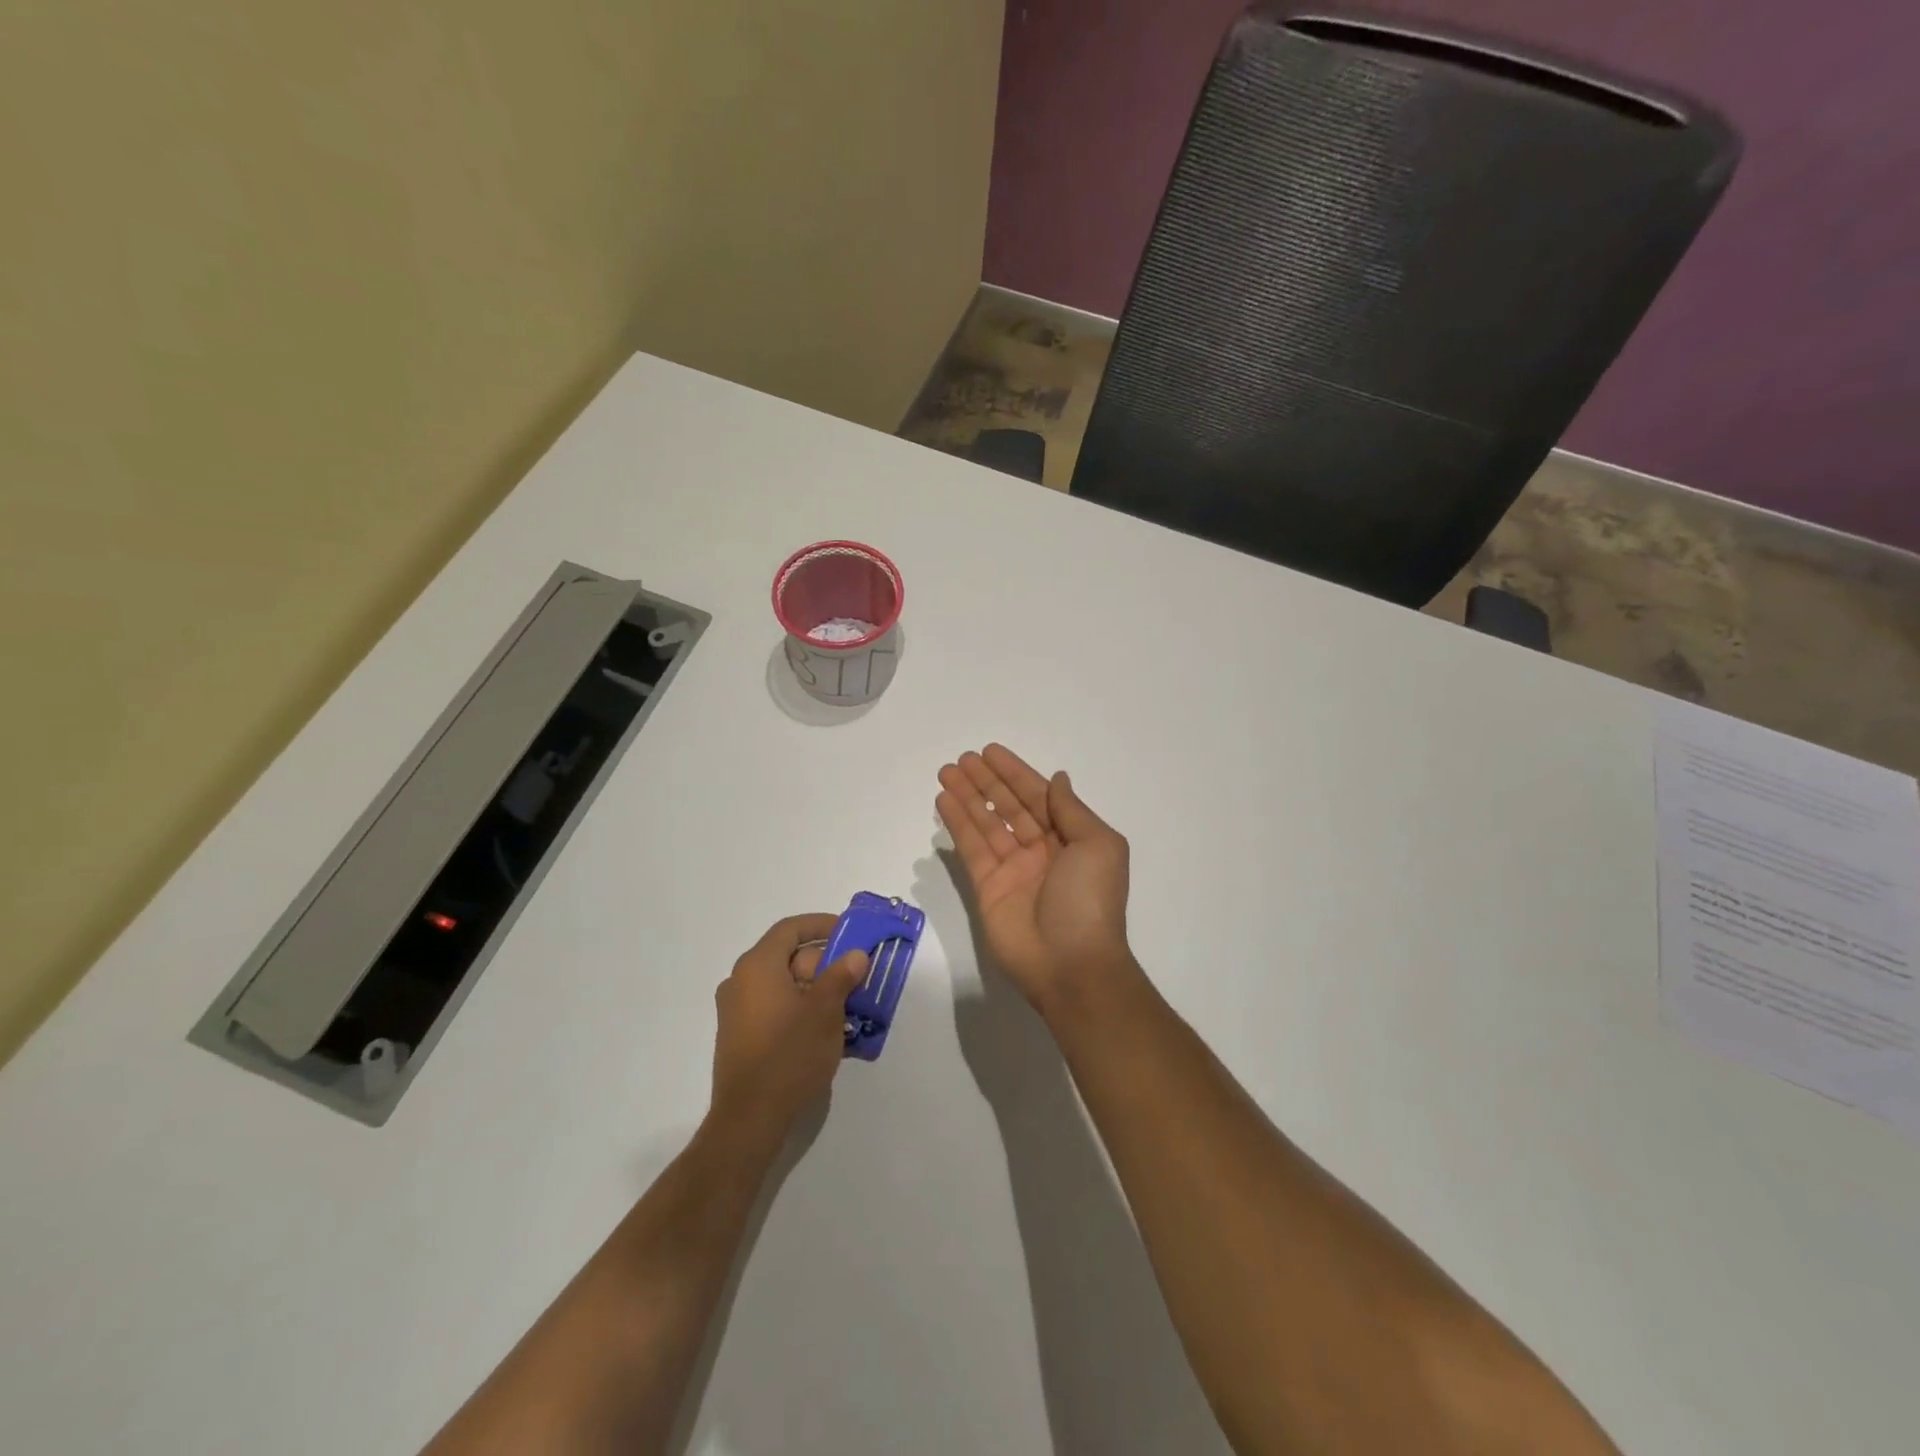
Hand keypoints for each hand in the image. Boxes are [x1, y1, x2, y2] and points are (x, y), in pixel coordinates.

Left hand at [710, 914, 868, 1144]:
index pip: (791, 929)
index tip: (850, 932)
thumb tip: (855, 955)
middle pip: (789, 958)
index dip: (821, 925)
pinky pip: (775, 1008)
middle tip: (857, 978)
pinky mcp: (740, 1037)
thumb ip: (841, 976)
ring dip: (817, 990)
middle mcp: (741, 982)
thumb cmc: (789, 1055)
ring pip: (785, 986)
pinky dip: (801, 1010)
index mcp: (757, 966)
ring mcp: (737, 1011)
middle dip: (826, 964)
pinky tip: (828, 1032)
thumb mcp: (825, 1011)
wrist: (750, 1119)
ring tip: (850, 1008)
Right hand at [936, 744, 1136, 1017]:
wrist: (1071, 964)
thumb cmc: (1090, 900)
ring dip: (967, 797)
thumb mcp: (1098, 846)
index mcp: (1071, 839)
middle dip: (987, 782)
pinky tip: (944, 801)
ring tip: (946, 772)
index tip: (991, 752)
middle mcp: (1041, 850)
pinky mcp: (987, 888)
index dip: (1015, 773)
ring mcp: (1012, 869)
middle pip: (1009, 806)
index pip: (1038, 796)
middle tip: (962, 758)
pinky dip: (958, 824)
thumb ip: (1071, 810)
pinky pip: (971, 848)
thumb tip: (1058, 779)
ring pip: (986, 823)